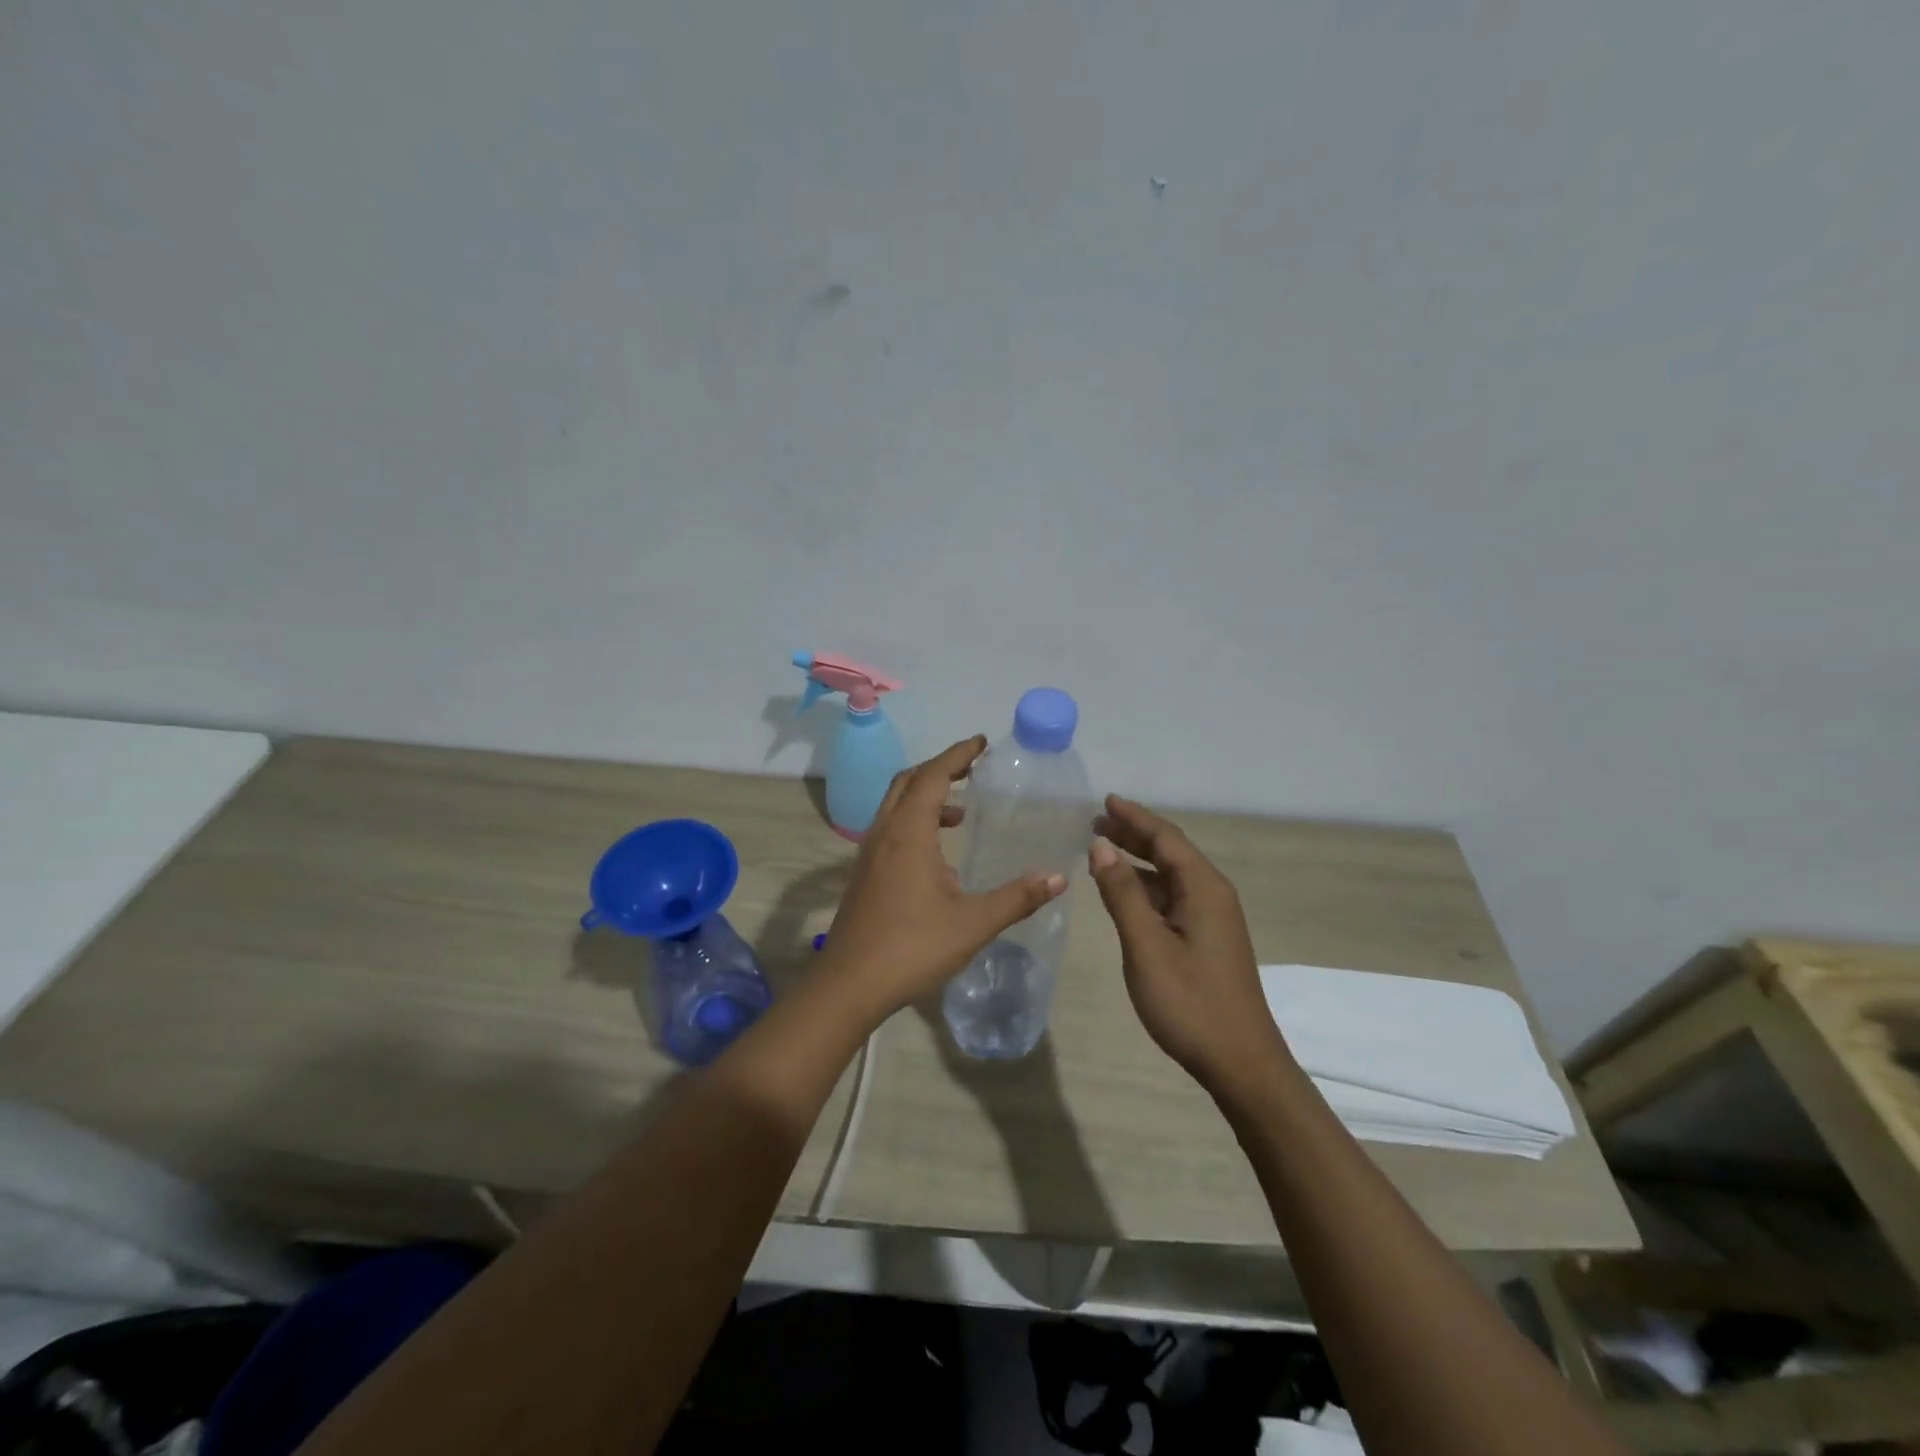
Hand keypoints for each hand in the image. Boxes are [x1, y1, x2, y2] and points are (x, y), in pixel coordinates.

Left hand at [820, 737, 1066, 1022]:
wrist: (849, 985)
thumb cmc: (912, 947)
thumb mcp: (973, 923)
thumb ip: (1016, 898)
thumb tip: (1057, 877)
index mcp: (909, 833)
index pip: (933, 777)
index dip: (957, 755)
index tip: (981, 742)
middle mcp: (885, 834)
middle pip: (908, 782)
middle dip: (940, 768)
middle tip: (972, 767)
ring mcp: (869, 854)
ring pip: (895, 806)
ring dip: (926, 796)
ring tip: (962, 811)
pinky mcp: (864, 874)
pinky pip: (891, 829)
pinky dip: (915, 822)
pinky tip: (938, 856)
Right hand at [1088, 795, 1288, 1090]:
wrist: (1240, 1062)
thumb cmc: (1190, 1002)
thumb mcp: (1146, 946)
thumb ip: (1122, 894)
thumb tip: (1101, 846)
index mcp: (1204, 888)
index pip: (1166, 838)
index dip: (1134, 817)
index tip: (1104, 801)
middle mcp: (1212, 895)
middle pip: (1170, 852)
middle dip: (1134, 834)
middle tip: (1095, 821)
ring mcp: (1212, 918)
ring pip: (1170, 876)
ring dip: (1137, 860)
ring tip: (1101, 849)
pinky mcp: (1207, 939)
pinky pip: (1172, 898)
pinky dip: (1145, 887)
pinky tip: (1123, 892)